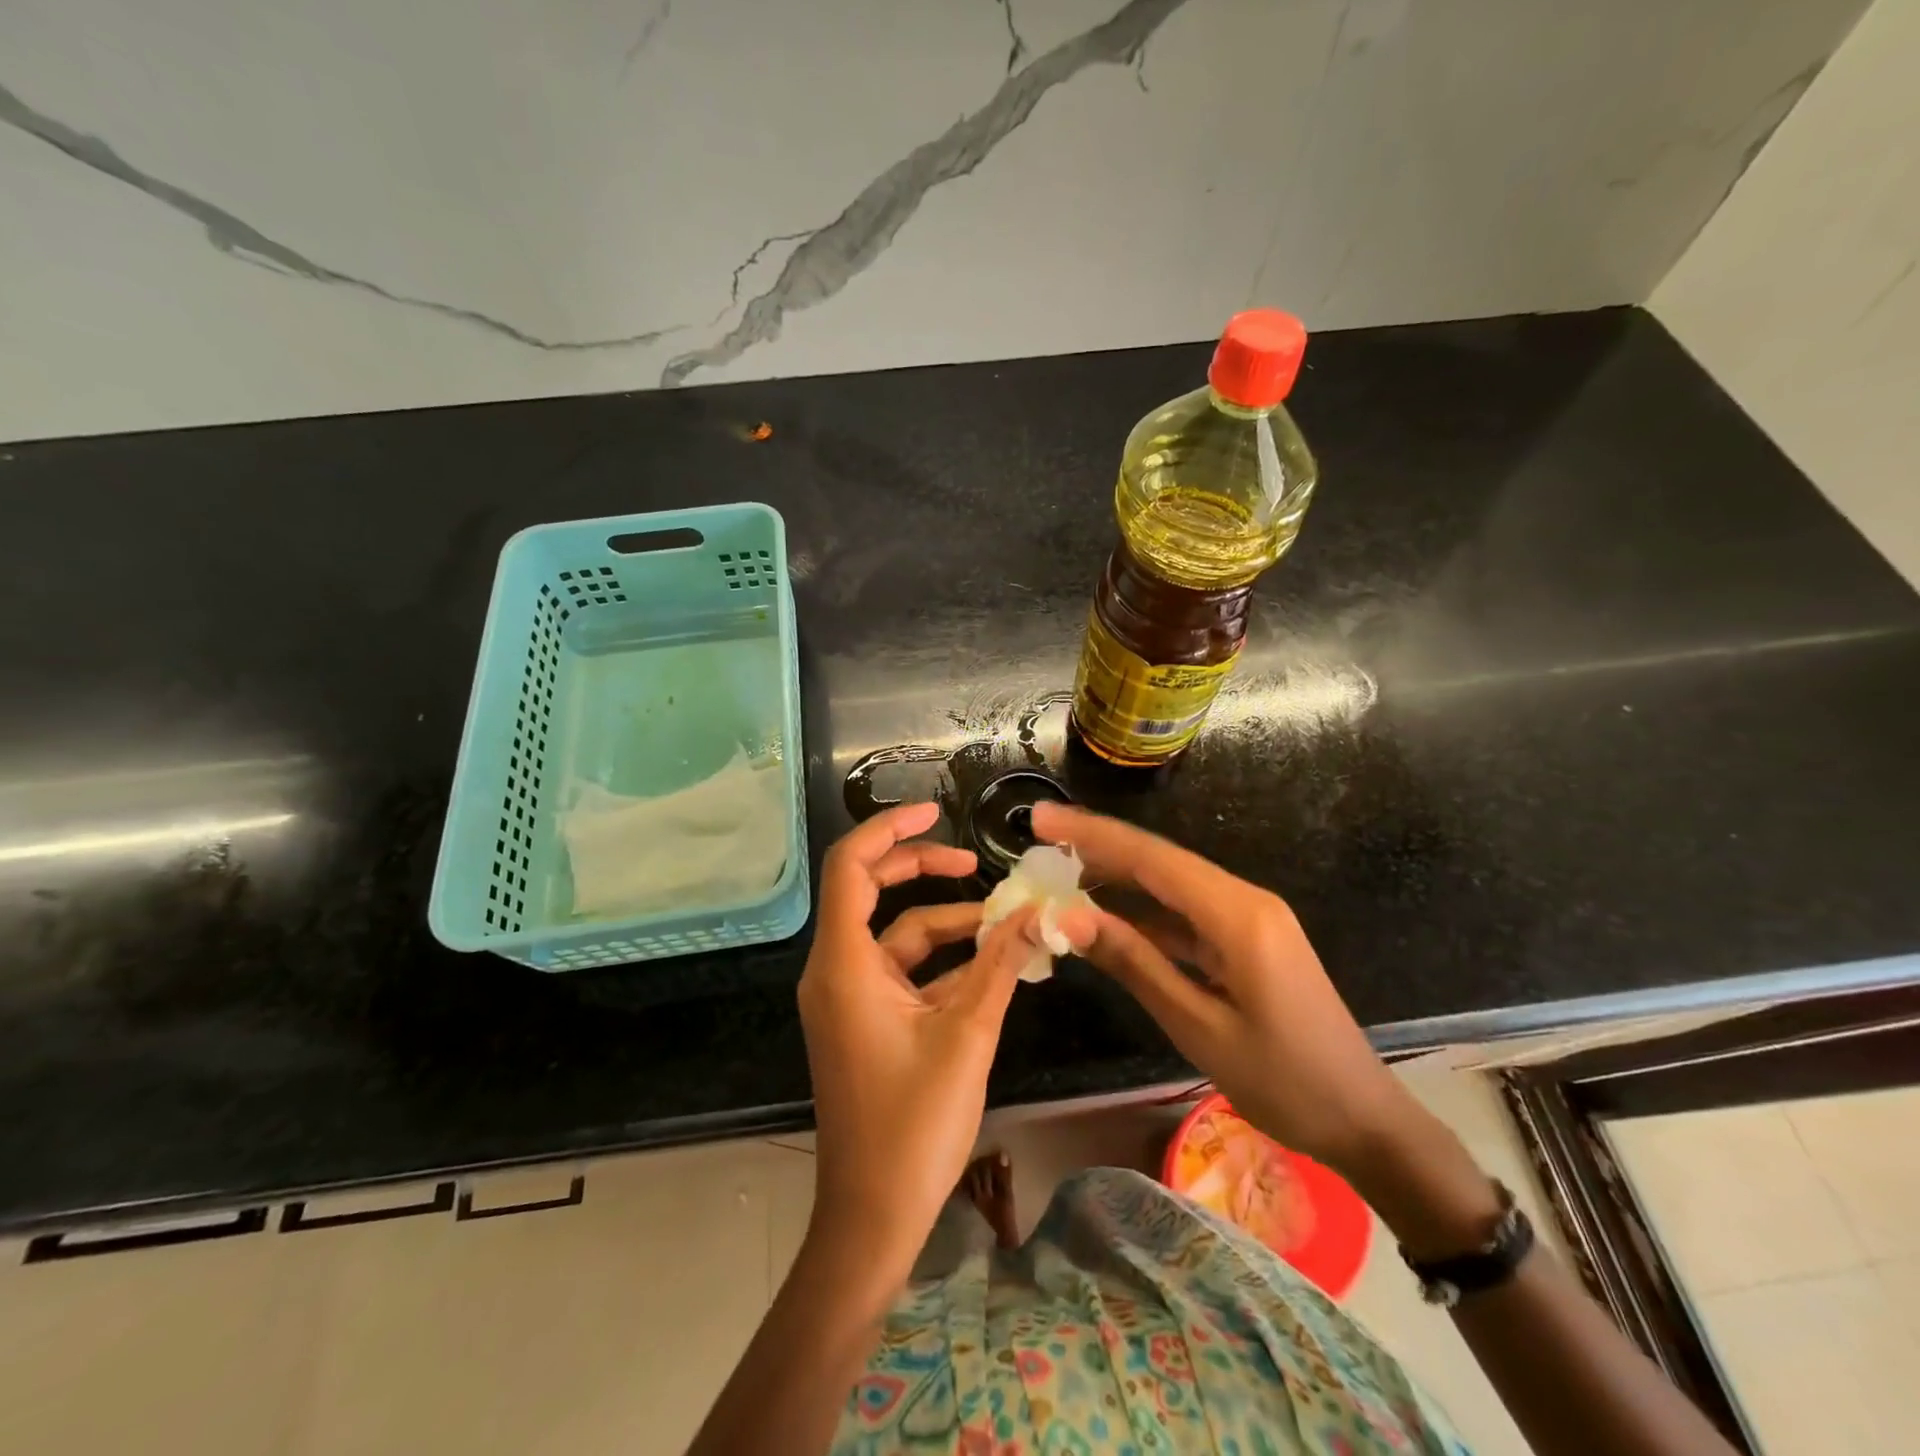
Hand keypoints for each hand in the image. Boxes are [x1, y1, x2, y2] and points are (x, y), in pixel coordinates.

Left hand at [797, 802, 1040, 1289]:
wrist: (873, 1217)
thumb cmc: (912, 1125)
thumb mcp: (967, 1035)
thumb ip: (1001, 965)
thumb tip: (1041, 911)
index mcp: (844, 964)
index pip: (851, 867)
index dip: (889, 830)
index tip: (935, 813)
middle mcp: (838, 970)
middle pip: (872, 891)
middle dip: (923, 871)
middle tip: (974, 864)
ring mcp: (851, 997)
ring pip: (898, 936)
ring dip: (948, 925)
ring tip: (1005, 921)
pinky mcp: (868, 1021)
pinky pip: (905, 972)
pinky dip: (944, 962)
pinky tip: (991, 963)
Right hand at [1034, 802, 1412, 1178]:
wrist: (1364, 1122)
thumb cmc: (1285, 1083)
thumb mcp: (1198, 1026)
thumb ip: (1133, 963)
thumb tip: (1067, 917)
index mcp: (1238, 915)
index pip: (1151, 858)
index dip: (1091, 834)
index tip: (1040, 819)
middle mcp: (1244, 900)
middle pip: (1159, 862)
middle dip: (1097, 848)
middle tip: (1038, 842)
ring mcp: (1248, 918)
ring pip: (1169, 885)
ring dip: (1116, 879)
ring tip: (1059, 873)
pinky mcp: (1246, 939)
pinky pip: (1185, 914)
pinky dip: (1143, 913)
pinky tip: (1106, 916)